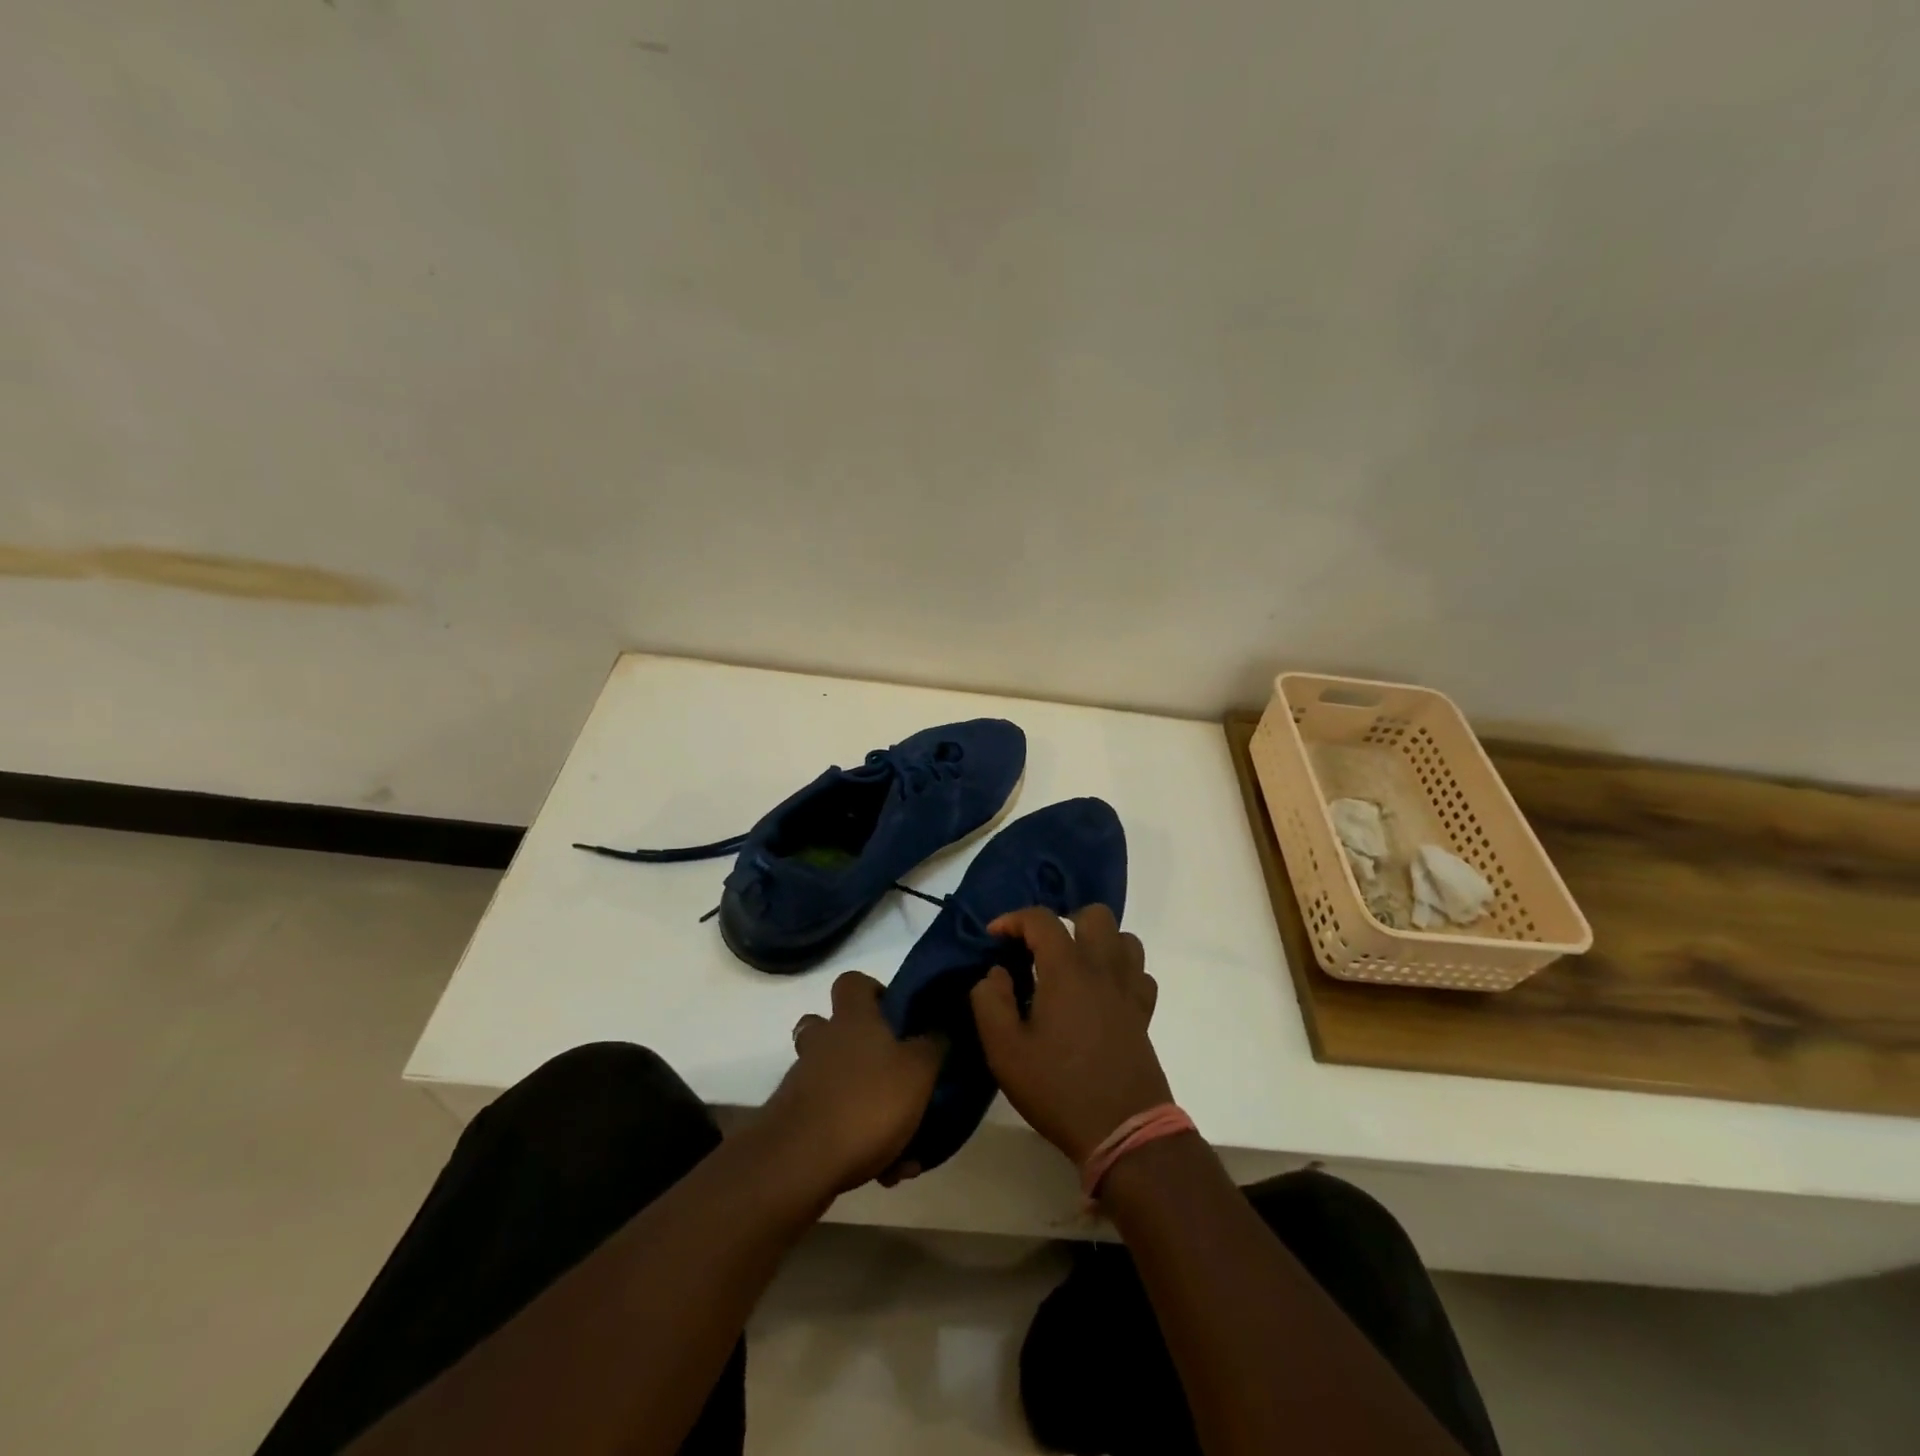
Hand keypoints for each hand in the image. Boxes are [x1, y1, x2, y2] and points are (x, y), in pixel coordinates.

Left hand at [760, 971, 943, 1196]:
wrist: (799, 1164)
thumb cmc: (866, 1102)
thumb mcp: (918, 1071)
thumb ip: (932, 1045)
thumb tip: (937, 1027)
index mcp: (852, 1020)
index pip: (852, 982)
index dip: (873, 991)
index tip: (895, 1014)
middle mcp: (823, 1043)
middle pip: (830, 1029)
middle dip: (859, 1049)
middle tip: (890, 1072)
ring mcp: (803, 1082)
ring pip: (834, 1082)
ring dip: (865, 1105)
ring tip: (903, 1144)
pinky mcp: (794, 1122)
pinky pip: (832, 1124)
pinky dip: (856, 1142)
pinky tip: (884, 1173)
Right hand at [970, 906, 1171, 1165]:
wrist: (1124, 1131)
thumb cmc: (1058, 1089)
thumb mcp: (1005, 1051)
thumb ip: (990, 1002)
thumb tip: (995, 973)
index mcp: (1067, 970)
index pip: (1042, 919)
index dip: (1014, 919)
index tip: (994, 935)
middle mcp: (1102, 968)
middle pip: (1094, 915)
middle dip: (1064, 921)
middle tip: (1040, 948)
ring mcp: (1129, 989)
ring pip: (1124, 938)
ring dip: (1097, 941)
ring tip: (1072, 965)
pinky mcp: (1144, 1013)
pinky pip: (1139, 972)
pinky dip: (1120, 970)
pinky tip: (1101, 992)